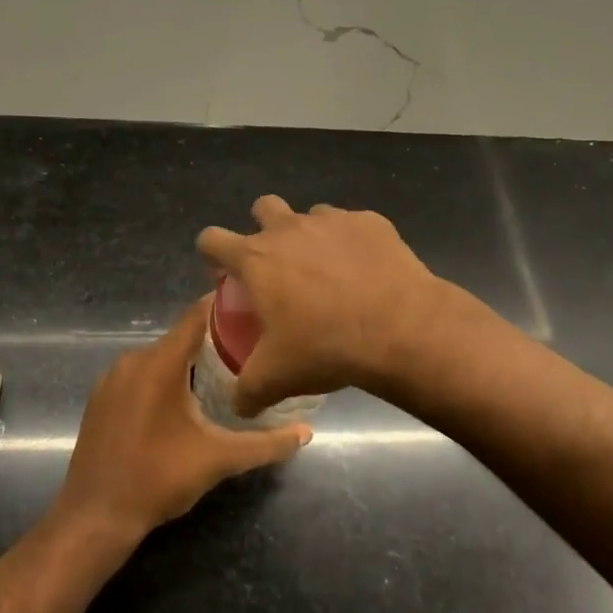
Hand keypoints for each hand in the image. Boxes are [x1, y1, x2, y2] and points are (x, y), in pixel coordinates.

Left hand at [56, 295, 312, 541]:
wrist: (95, 517)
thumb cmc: (158, 479)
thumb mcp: (218, 460)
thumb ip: (265, 444)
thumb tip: (306, 432)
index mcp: (159, 363)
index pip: (196, 317)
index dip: (224, 306)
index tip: (254, 305)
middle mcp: (132, 361)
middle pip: (179, 337)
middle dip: (213, 341)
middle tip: (249, 349)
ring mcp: (111, 379)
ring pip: (159, 358)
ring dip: (187, 363)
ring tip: (223, 374)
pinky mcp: (101, 398)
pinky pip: (139, 375)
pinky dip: (162, 379)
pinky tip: (183, 401)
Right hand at [196, 196, 449, 417]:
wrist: (401, 328)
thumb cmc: (326, 347)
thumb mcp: (277, 378)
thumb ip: (247, 391)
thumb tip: (237, 406)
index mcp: (257, 258)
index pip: (212, 239)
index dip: (212, 253)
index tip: (223, 272)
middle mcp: (290, 228)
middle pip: (263, 207)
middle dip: (264, 228)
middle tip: (279, 266)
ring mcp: (333, 220)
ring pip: (311, 215)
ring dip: (311, 237)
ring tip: (328, 273)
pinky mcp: (371, 222)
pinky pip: (353, 226)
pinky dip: (353, 244)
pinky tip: (366, 273)